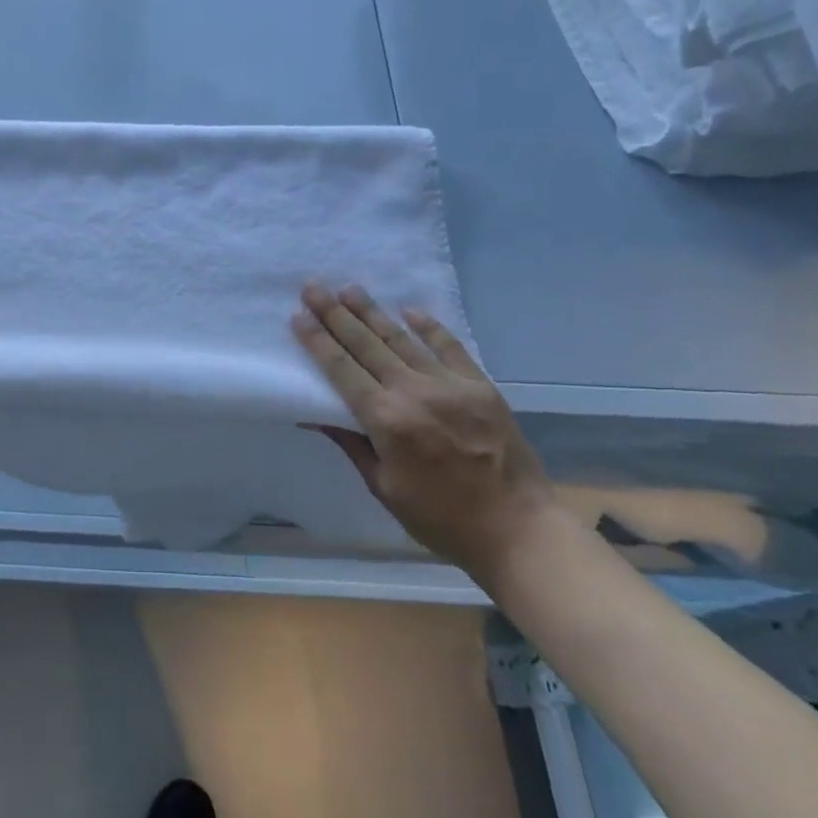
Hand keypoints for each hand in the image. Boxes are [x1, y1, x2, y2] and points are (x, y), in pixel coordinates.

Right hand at [291, 282, 554, 577]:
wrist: (519, 530)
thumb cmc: (441, 519)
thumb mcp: (384, 487)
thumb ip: (351, 443)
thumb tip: (314, 413)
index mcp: (387, 420)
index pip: (342, 370)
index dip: (317, 341)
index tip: (298, 316)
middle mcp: (414, 392)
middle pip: (367, 345)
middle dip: (336, 314)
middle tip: (313, 287)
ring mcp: (451, 385)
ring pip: (402, 339)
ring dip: (373, 313)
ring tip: (350, 289)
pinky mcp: (481, 386)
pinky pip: (450, 347)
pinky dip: (429, 327)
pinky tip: (410, 311)